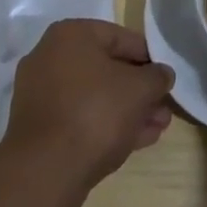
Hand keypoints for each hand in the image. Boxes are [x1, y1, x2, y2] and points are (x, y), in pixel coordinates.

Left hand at [1, 20, 174, 206]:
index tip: (167, 78)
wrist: (44, 172)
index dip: (150, 58)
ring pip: (95, 96)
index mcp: (71, 35)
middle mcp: (50, 57)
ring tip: (158, 127)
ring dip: (128, 110)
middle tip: (164, 107)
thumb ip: (157, 77)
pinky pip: (80, 117)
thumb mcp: (139, 89)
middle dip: (139, 90)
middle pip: (107, 69)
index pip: (121, 37)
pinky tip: (137, 140)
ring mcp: (41, 94)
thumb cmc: (95, 113)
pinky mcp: (39, 127)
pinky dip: (107, 124)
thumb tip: (163, 74)